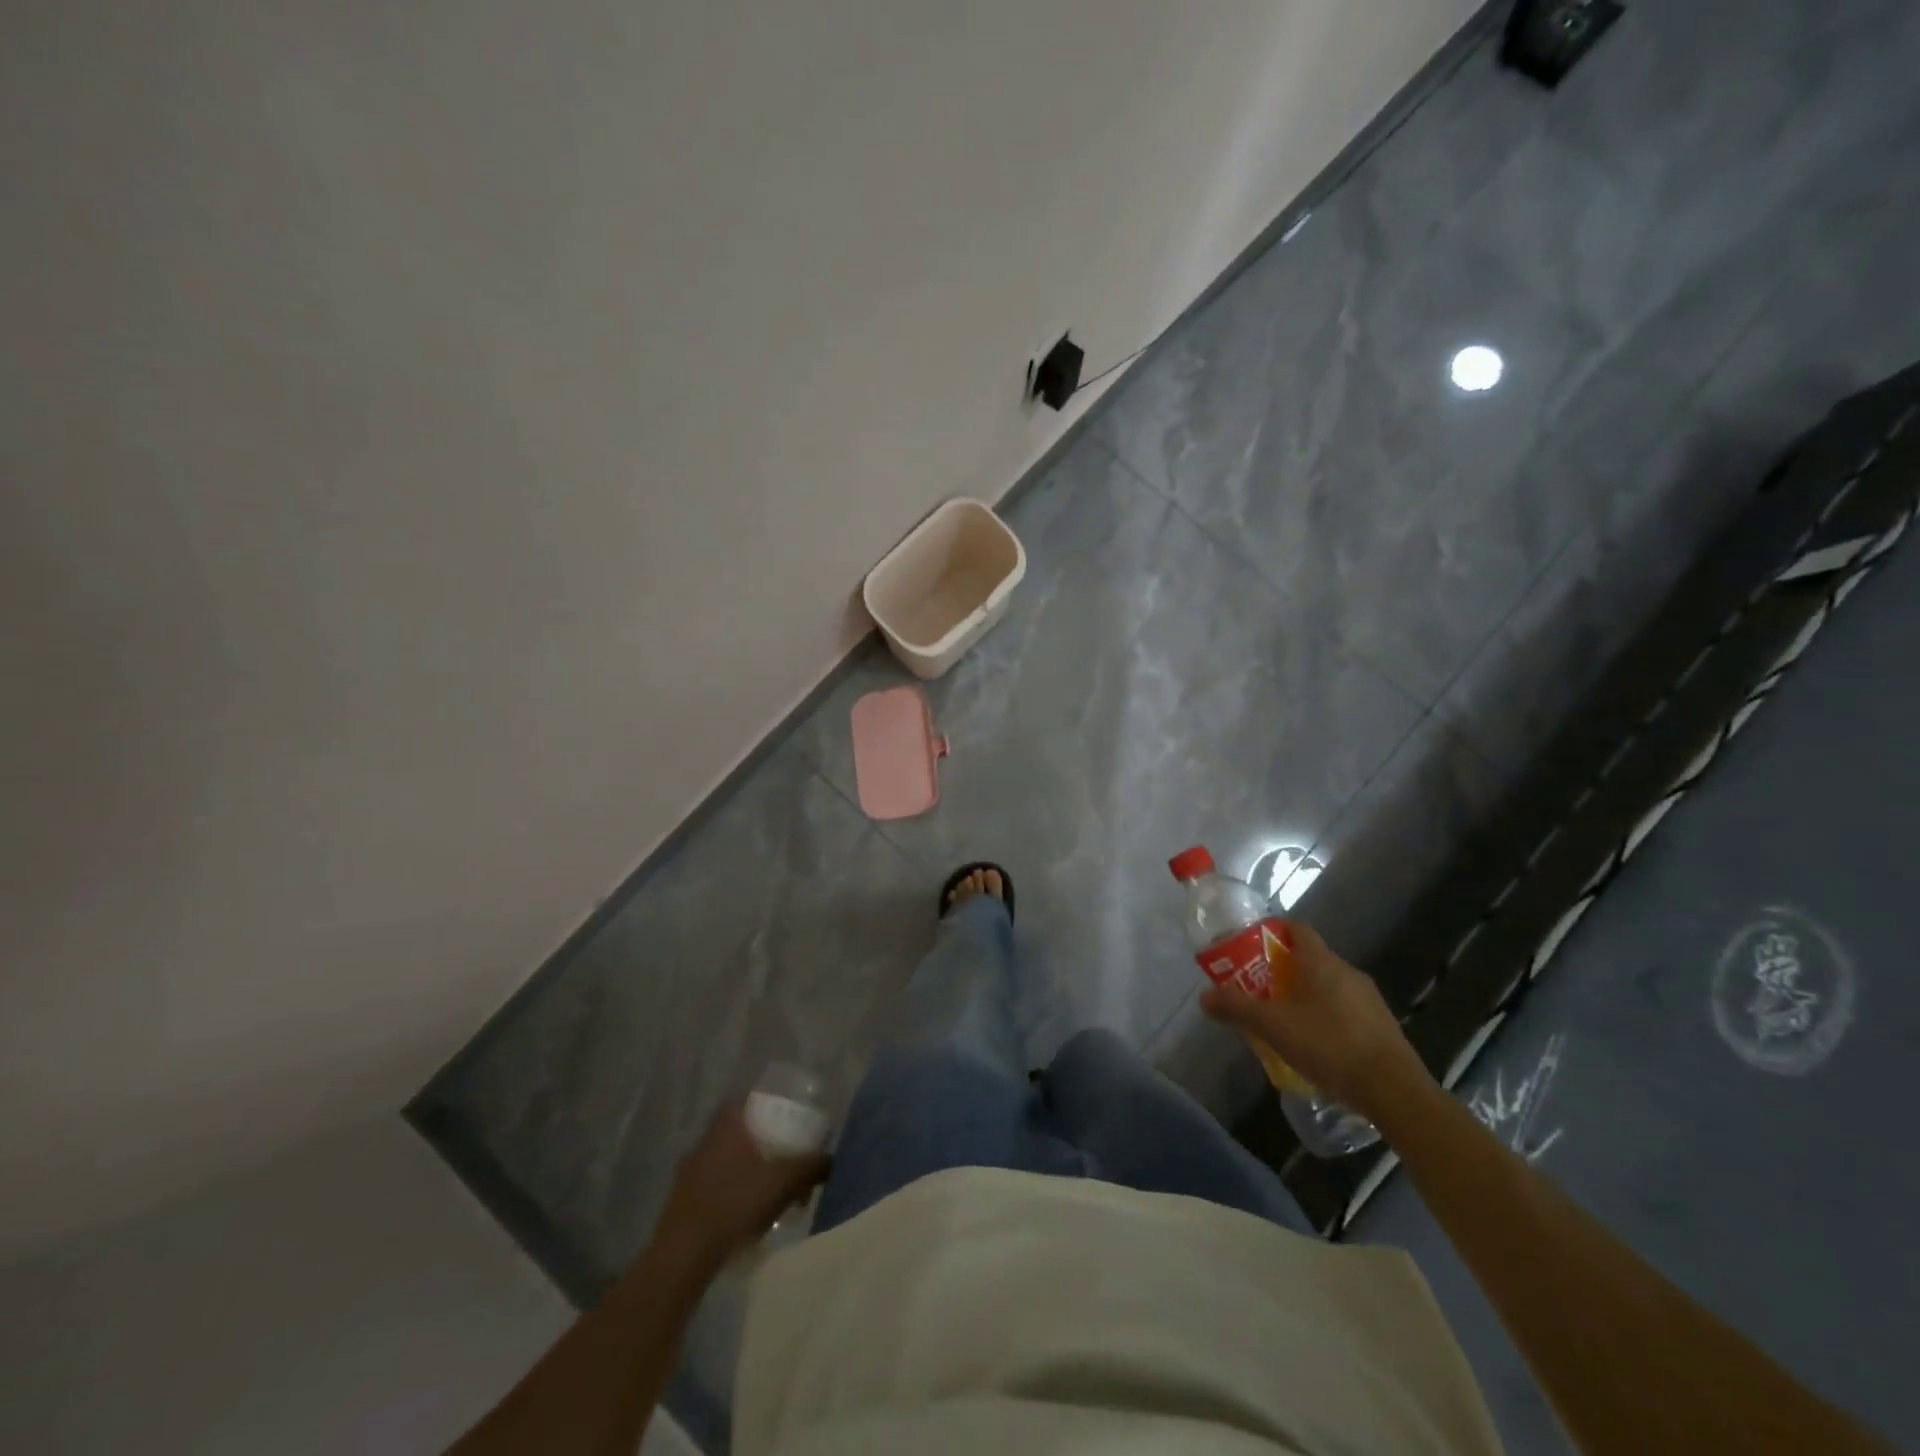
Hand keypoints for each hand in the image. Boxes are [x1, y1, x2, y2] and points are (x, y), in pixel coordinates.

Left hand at [655, 1103, 830, 1267]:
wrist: (683, 1255)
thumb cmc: (735, 1203)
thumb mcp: (783, 1181)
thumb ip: (810, 1166)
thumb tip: (831, 1159)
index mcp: (728, 1122)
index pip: (754, 1101)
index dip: (776, 1110)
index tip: (793, 1126)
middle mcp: (707, 1137)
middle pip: (746, 1132)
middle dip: (770, 1146)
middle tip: (790, 1165)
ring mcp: (691, 1168)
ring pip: (732, 1160)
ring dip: (754, 1172)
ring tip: (776, 1196)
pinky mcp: (683, 1198)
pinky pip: (718, 1184)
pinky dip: (736, 1192)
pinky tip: (750, 1216)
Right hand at [1200, 920, 1432, 1124]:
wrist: (1394, 1091)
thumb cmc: (1329, 1045)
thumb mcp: (1273, 1027)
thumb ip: (1237, 1008)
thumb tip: (1204, 996)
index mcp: (1321, 961)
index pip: (1296, 928)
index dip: (1272, 931)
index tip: (1250, 947)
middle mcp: (1347, 971)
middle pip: (1309, 958)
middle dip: (1281, 969)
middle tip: (1256, 988)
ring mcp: (1368, 998)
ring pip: (1327, 985)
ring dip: (1303, 995)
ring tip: (1281, 1019)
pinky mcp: (1381, 1025)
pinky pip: (1343, 1009)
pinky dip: (1324, 1016)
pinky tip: (1313, 1044)